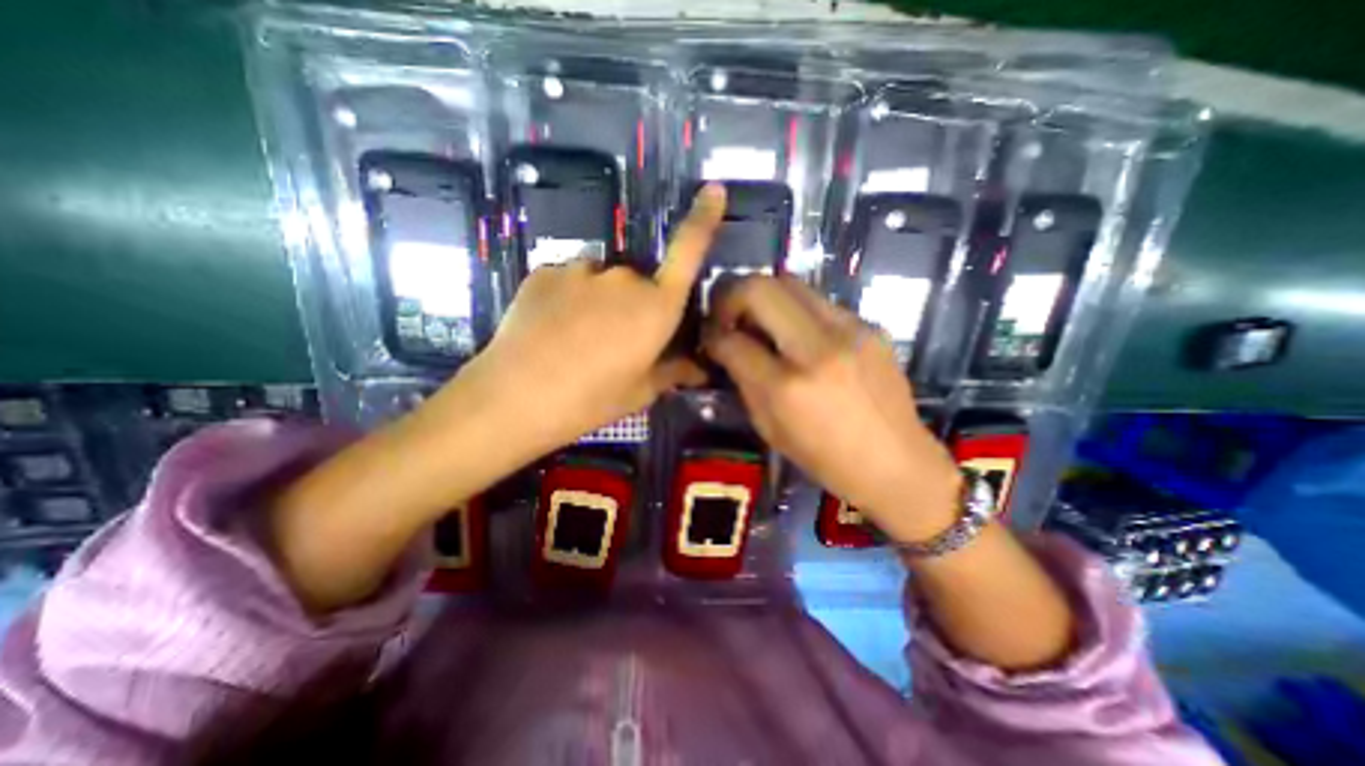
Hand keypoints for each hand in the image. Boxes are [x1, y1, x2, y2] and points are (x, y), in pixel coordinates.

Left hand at [454, 183, 729, 452]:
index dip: (704, 219)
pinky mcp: (546, 270)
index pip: (689, 252)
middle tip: (616, 343)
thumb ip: (672, 372)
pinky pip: (570, 280)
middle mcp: (625, 278)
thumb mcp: (639, 392)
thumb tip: (700, 370)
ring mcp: (582, 269)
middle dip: (636, 305)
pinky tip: (553, 329)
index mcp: (657, 307)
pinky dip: (569, 299)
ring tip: (578, 339)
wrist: (514, 397)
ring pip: (603, 281)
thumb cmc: (591, 400)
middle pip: (640, 282)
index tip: (714, 190)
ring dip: (600, 301)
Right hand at [702, 274, 956, 543]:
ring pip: (791, 284)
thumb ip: (744, 381)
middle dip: (732, 295)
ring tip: (761, 321)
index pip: (733, 341)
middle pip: (761, 288)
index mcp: (787, 388)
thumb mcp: (770, 428)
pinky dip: (797, 312)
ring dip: (765, 298)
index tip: (709, 337)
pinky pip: (819, 303)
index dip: (712, 335)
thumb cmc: (826, 459)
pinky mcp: (871, 326)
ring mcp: (851, 331)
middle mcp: (818, 349)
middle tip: (728, 315)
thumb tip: (727, 346)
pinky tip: (799, 336)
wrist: (898, 463)